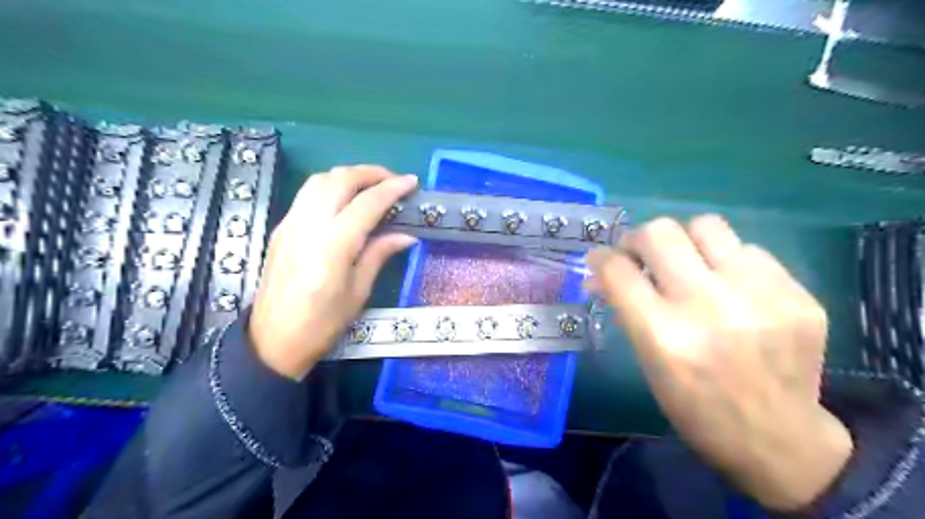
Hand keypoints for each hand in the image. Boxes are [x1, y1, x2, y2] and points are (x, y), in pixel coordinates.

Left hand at [247, 167, 417, 381]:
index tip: (412, 182)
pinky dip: (330, 186)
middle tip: (393, 180)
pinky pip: (307, 193)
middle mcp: (309, 224)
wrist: (273, 340)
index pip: (367, 203)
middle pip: (340, 179)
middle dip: (371, 173)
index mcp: (334, 244)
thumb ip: (379, 254)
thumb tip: (406, 235)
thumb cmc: (322, 323)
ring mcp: (291, 223)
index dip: (392, 188)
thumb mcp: (359, 291)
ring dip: (348, 175)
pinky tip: (344, 200)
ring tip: (370, 186)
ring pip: (320, 180)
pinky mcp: (282, 228)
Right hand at [583, 214, 851, 511]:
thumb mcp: (648, 363)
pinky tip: (731, 287)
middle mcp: (710, 307)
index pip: (618, 270)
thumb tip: (600, 273)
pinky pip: (749, 250)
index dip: (601, 257)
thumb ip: (626, 310)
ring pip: (706, 225)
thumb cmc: (695, 407)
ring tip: (688, 263)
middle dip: (638, 238)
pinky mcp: (799, 295)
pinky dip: (728, 262)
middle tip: (640, 255)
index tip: (600, 258)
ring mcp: (760, 296)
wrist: (779, 441)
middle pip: (660, 233)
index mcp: (664, 336)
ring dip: (686, 241)